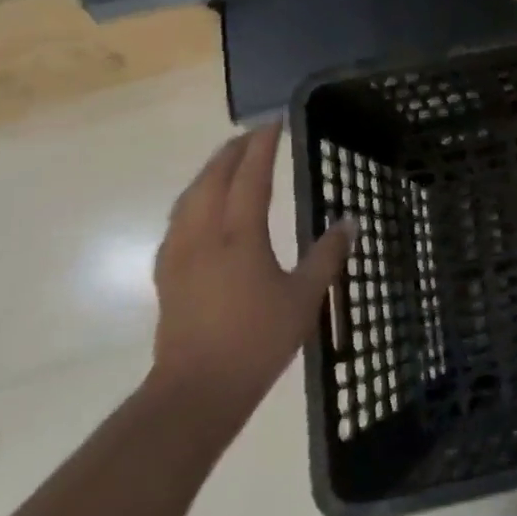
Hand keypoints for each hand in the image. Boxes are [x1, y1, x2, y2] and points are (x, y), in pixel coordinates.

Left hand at [147, 123, 352, 433]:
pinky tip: (199, 209)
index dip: (262, 147)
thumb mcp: (304, 297)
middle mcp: (204, 237)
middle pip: (212, 180)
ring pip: (189, 198)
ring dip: (209, 172)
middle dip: (232, 152)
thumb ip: (327, 254)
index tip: (274, 123)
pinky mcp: (167, 276)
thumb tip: (350, 220)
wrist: (196, 392)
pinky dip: (192, 200)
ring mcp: (179, 256)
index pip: (250, 177)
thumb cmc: (257, 341)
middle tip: (253, 135)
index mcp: (240, 237)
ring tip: (227, 161)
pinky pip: (178, 221)